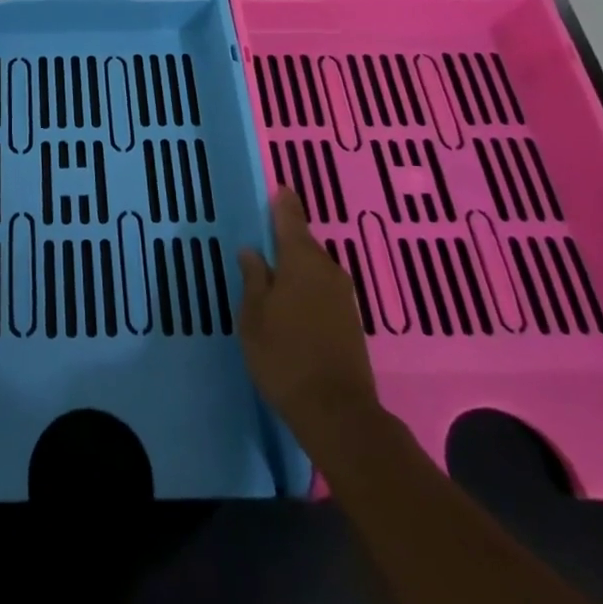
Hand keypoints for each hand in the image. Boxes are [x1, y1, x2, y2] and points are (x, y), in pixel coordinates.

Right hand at [238, 191, 380, 439]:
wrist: (338, 415)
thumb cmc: (285, 357)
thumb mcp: (253, 316)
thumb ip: (253, 278)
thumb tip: (252, 251)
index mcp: (301, 259)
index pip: (290, 216)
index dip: (281, 201)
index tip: (274, 188)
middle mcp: (327, 269)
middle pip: (303, 243)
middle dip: (284, 240)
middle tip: (260, 242)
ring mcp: (343, 296)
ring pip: (313, 268)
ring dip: (295, 268)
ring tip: (271, 276)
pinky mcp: (350, 321)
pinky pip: (322, 290)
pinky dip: (306, 289)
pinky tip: (291, 304)